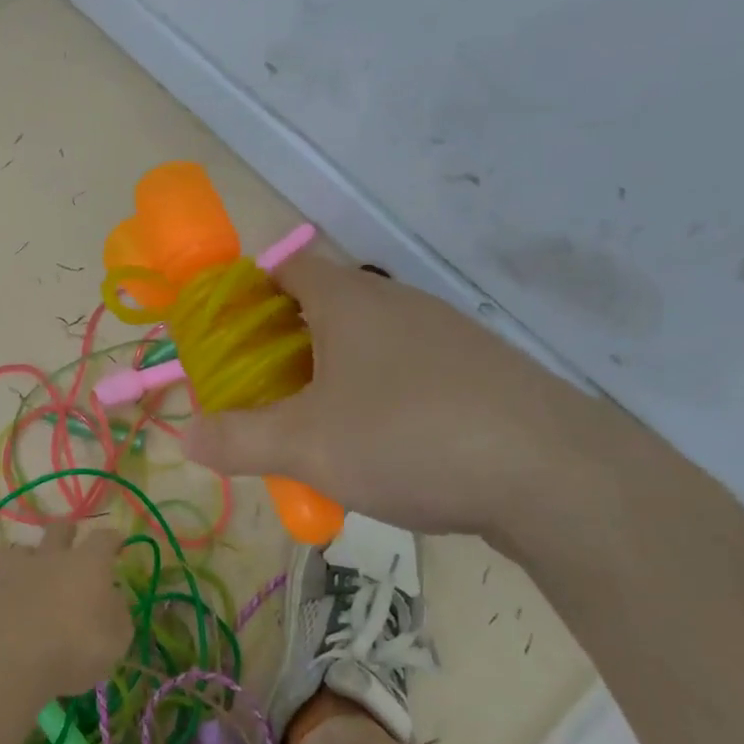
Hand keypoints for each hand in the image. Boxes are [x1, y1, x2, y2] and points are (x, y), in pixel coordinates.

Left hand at [0, 519, 130, 697]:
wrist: (13, 662)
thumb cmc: (75, 650)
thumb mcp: (116, 641)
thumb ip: (118, 614)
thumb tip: (114, 598)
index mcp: (88, 564)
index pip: (104, 538)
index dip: (112, 538)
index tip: (117, 543)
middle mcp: (53, 558)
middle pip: (59, 530)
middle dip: (68, 532)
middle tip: (72, 539)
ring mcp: (19, 572)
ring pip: (22, 547)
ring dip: (29, 552)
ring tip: (31, 562)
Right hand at [184, 255, 653, 552]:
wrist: (558, 477)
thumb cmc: (409, 437)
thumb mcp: (305, 446)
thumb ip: (238, 439)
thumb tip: (185, 436)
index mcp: (349, 300)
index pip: (287, 266)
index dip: (250, 291)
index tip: (230, 335)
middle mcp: (398, 303)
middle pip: (326, 304)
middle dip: (287, 341)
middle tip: (264, 390)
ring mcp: (448, 335)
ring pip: (371, 340)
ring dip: (336, 371)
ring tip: (320, 426)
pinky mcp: (484, 372)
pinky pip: (412, 370)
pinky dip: (383, 393)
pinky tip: (387, 447)